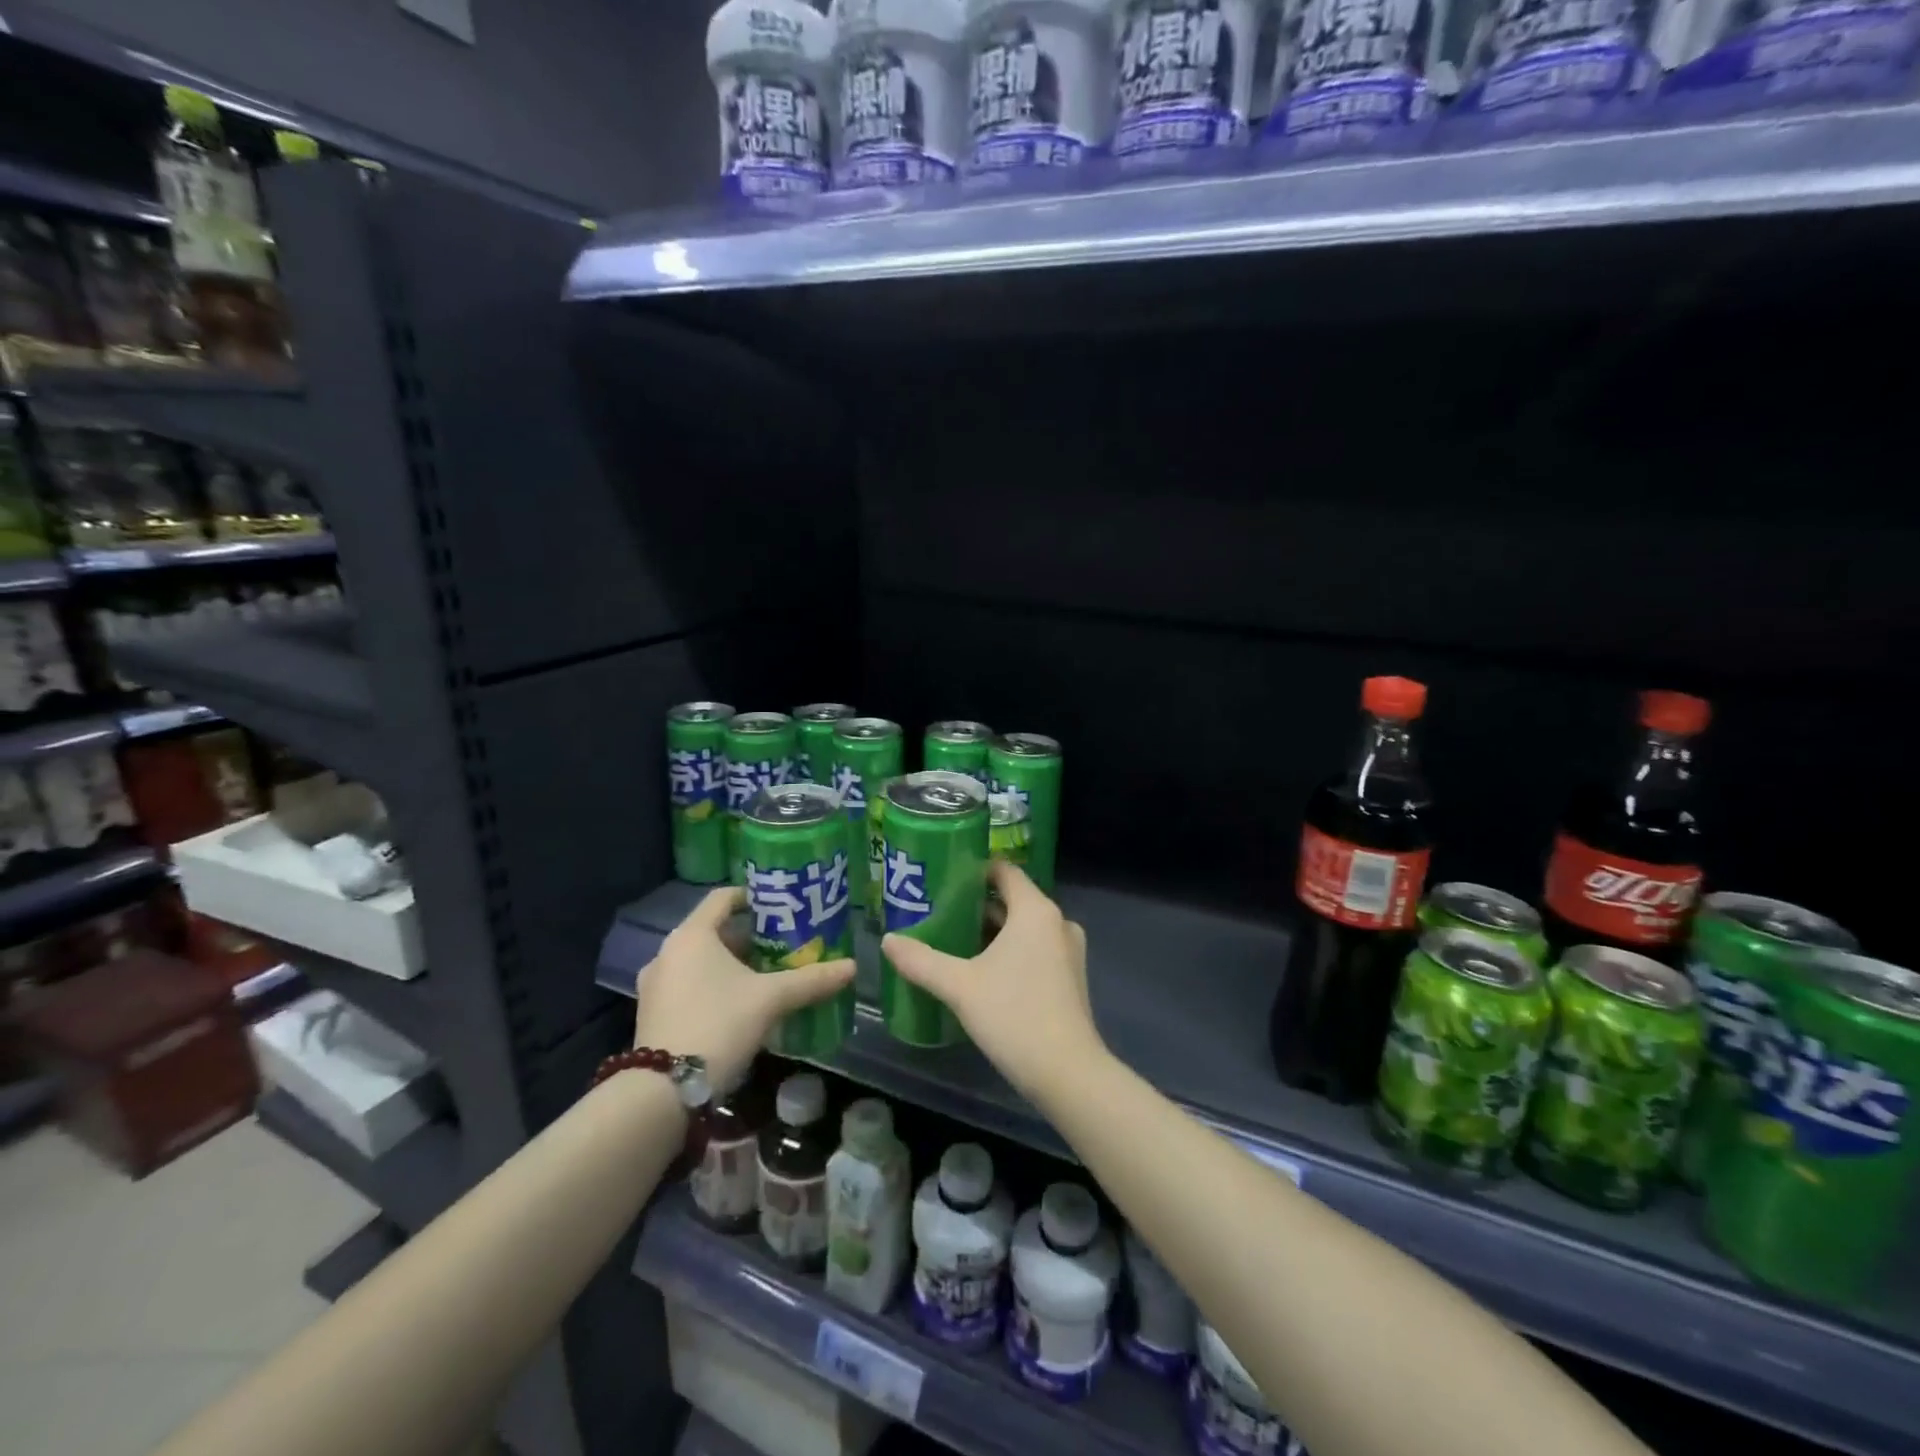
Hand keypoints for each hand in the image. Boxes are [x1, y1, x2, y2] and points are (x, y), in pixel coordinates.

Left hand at [634, 887, 854, 1093]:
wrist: (664, 1090)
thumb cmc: (719, 1023)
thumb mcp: (771, 999)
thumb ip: (811, 980)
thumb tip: (852, 966)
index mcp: (692, 935)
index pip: (723, 897)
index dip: (754, 896)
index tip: (781, 905)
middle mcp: (668, 952)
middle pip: (714, 931)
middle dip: (749, 937)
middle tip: (783, 945)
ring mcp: (655, 985)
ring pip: (700, 961)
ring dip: (731, 965)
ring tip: (766, 976)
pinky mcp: (653, 1014)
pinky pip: (688, 985)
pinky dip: (713, 986)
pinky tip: (740, 1006)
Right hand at [881, 861, 1102, 1103]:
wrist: (1067, 1073)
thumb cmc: (1014, 1015)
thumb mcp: (959, 986)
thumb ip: (921, 960)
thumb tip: (888, 940)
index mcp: (1035, 910)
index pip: (1004, 871)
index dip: (974, 870)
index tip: (943, 879)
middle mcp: (1057, 922)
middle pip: (1012, 900)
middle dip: (976, 906)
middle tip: (938, 914)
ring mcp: (1069, 951)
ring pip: (1024, 928)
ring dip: (992, 932)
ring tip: (953, 941)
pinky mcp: (1071, 977)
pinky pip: (1036, 949)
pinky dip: (1010, 951)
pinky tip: (981, 972)